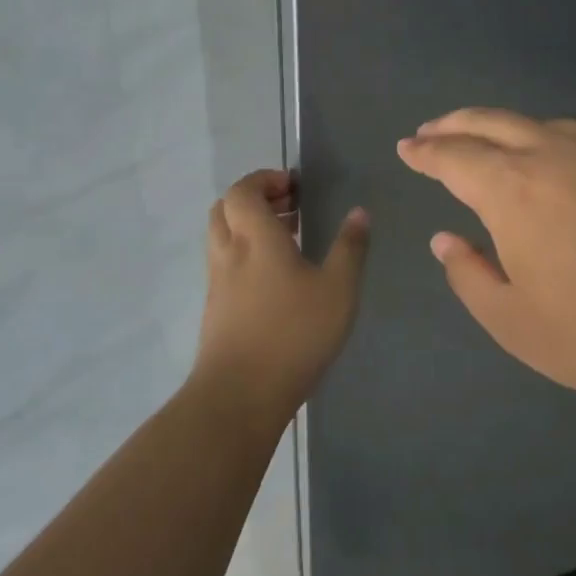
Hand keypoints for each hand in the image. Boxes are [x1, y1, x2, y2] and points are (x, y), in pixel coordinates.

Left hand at [193, 169, 370, 427]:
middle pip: (226, 207)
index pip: (244, 190)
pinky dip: (246, 253)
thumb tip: (359, 213)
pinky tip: (276, 277)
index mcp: (255, 237)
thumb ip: (350, 248)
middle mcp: (229, 252)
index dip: (265, 180)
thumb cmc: (293, 333)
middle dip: (256, 199)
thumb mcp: (338, 290)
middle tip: (290, 207)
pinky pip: (225, 262)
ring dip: (249, 226)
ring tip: (289, 239)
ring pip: (223, 236)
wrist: (240, 395)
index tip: (294, 186)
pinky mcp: (215, 308)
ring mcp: (217, 281)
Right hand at [396, 109, 575, 432]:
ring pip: (546, 127)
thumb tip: (446, 239)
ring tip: (495, 147)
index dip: (426, 151)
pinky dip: (561, 148)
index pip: (455, 156)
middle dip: (456, 124)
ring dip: (509, 131)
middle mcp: (558, 153)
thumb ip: (469, 274)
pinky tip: (568, 173)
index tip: (407, 148)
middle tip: (434, 131)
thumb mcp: (515, 323)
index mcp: (515, 189)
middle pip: (494, 122)